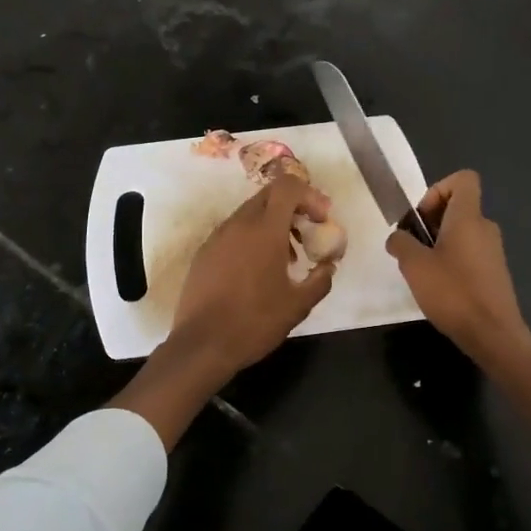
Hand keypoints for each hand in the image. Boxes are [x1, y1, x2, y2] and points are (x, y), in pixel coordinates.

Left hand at [172, 174, 337, 376]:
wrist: (202, 345)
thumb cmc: (254, 322)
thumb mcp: (298, 305)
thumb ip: (320, 280)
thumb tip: (329, 266)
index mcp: (265, 230)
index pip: (288, 186)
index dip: (309, 195)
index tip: (321, 219)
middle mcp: (239, 224)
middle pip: (269, 195)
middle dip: (292, 208)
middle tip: (307, 234)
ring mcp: (217, 237)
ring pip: (250, 213)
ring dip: (272, 224)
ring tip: (286, 259)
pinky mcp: (204, 252)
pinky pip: (233, 232)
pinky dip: (252, 238)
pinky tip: (258, 271)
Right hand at [387, 170, 530, 367]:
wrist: (493, 334)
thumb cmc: (453, 292)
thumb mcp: (414, 265)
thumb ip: (401, 243)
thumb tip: (398, 237)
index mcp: (468, 217)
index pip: (463, 179)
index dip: (439, 188)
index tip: (422, 216)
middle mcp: (485, 227)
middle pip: (458, 207)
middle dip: (431, 221)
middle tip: (413, 247)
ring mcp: (493, 251)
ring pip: (462, 232)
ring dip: (439, 243)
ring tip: (422, 270)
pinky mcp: (494, 272)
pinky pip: (470, 252)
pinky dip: (452, 260)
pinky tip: (439, 287)